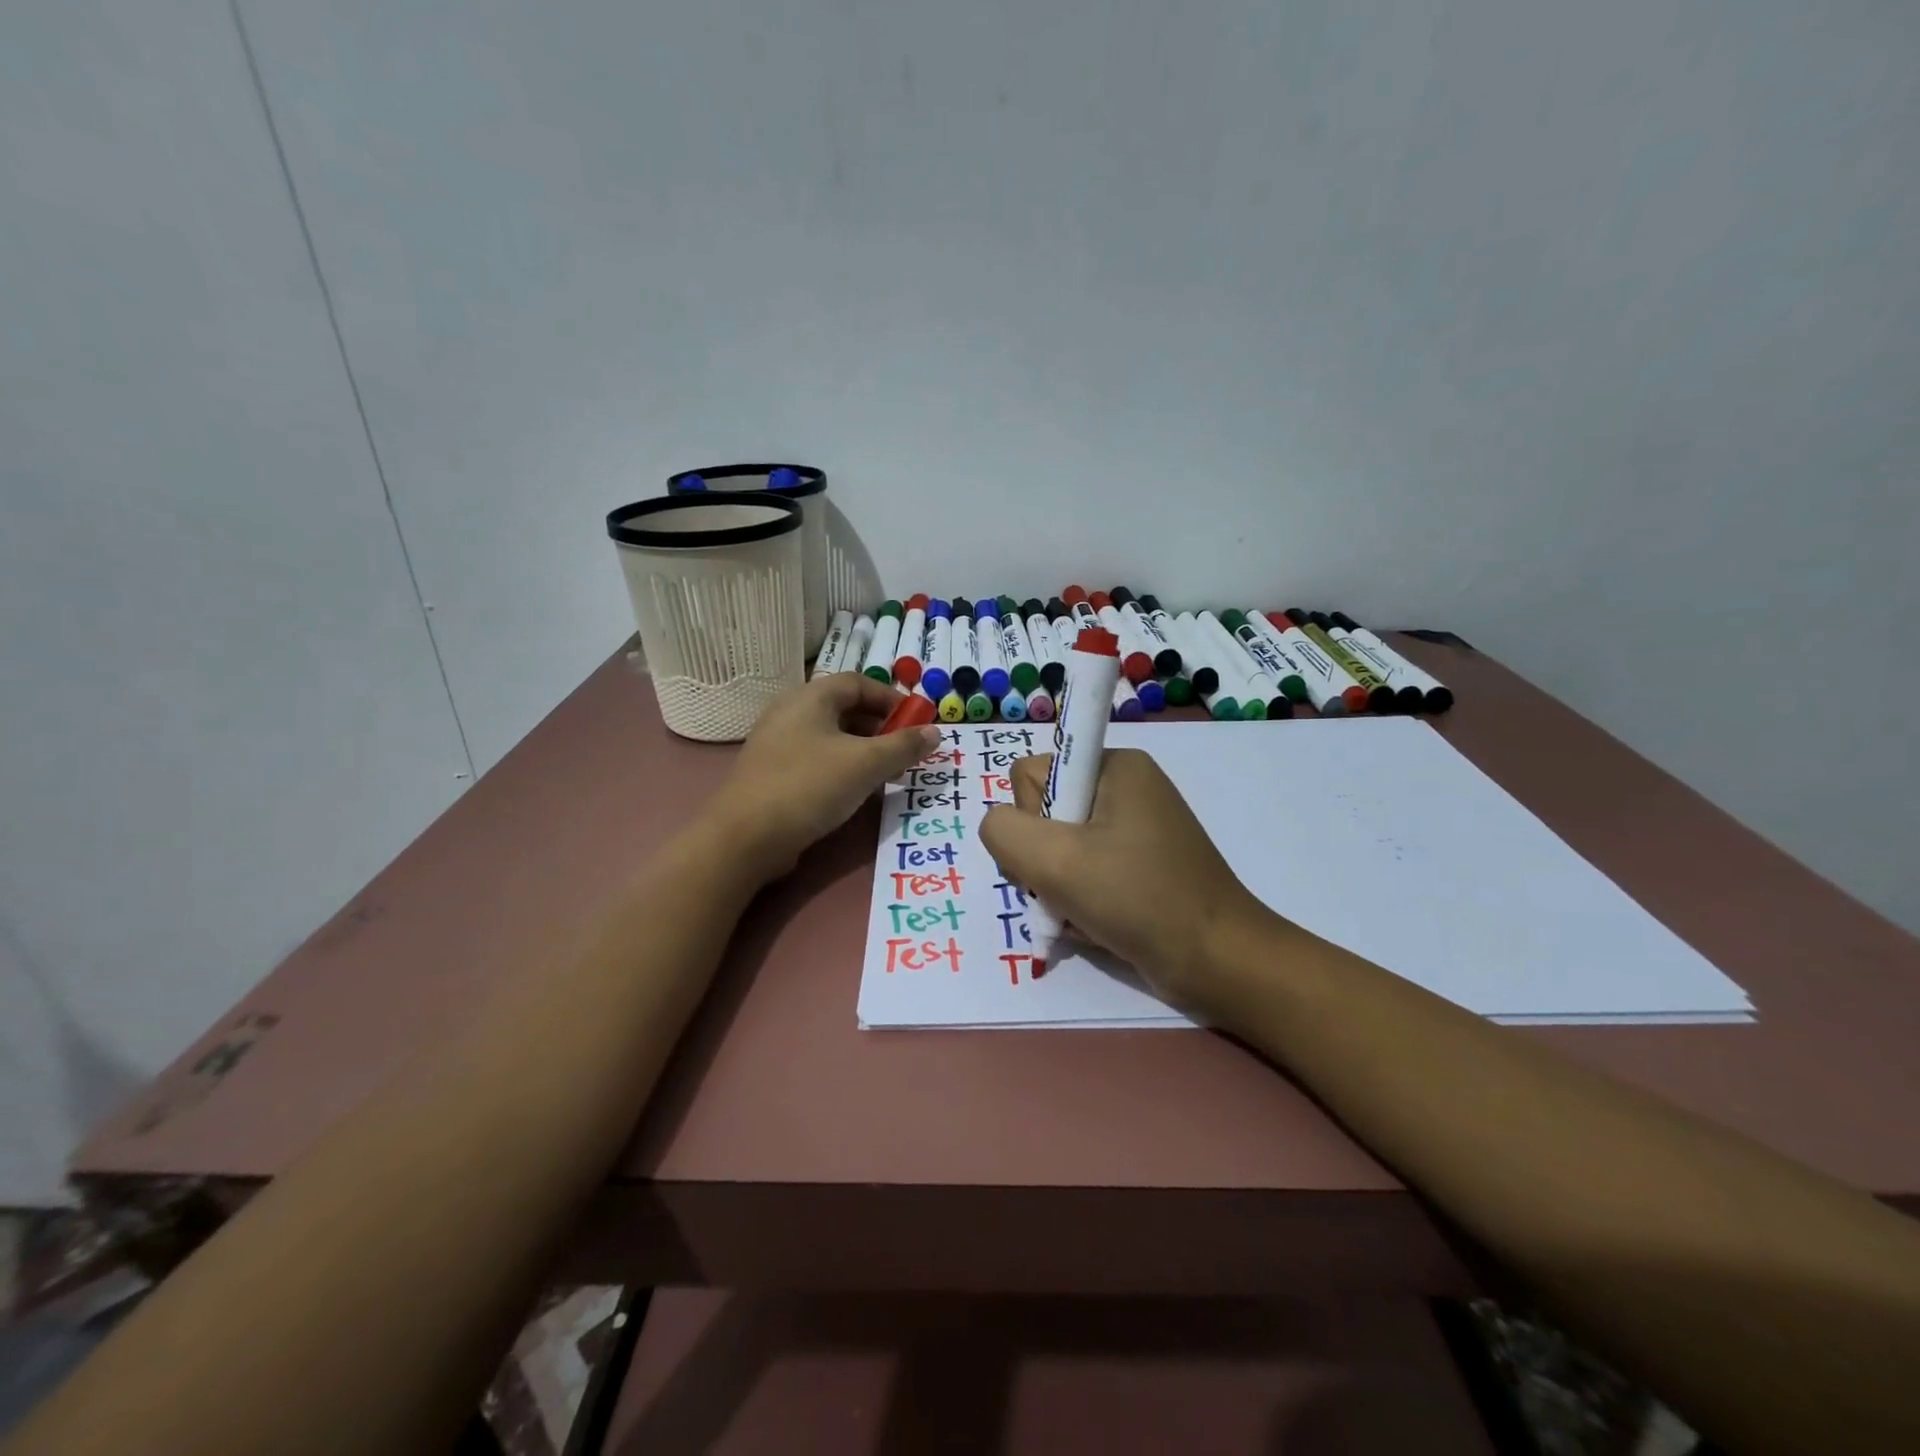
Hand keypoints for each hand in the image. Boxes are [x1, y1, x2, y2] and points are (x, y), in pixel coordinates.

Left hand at [707, 673, 939, 881]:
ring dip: (864, 751)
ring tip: (887, 776)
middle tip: (905, 754)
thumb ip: (903, 746)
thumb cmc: (809, 786)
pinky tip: (856, 792)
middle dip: (881, 729)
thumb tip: (936, 732)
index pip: (859, 683)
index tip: (916, 723)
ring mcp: (778, 743)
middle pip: (845, 709)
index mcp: (811, 697)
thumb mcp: (865, 764)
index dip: (892, 699)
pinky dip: (842, 767)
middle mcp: (791, 712)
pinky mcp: (773, 773)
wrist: (745, 837)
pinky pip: (816, 759)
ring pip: (832, 737)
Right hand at [980, 748, 1267, 1018]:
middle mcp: (1124, 787)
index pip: (1030, 774)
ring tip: (1084, 913)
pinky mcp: (1139, 864)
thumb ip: (1003, 830)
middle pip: (1043, 812)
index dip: (1030, 817)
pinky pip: (1084, 870)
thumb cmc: (1138, 899)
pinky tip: (1095, 923)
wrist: (1219, 961)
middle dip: (1043, 859)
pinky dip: (1080, 899)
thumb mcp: (1055, 860)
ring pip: (1059, 848)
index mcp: (1114, 766)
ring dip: (1058, 886)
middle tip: (1068, 891)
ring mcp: (1134, 828)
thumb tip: (1000, 826)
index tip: (1060, 853)